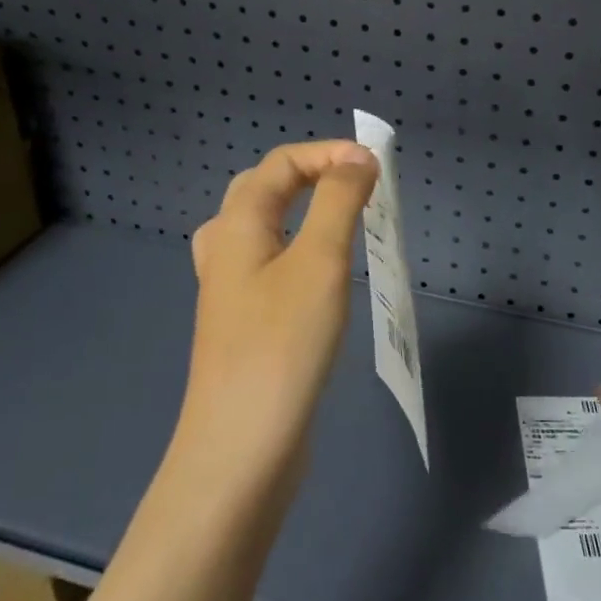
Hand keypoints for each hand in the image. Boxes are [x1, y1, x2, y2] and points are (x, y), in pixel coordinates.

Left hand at [172, 140, 378, 500]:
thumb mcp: (319, 261)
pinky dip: (299, 250)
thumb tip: (358, 157)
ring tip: (340, 220)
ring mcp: (229, 291)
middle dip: (311, 175)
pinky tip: (320, 276)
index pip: (280, 164)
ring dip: (302, 212)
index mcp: (236, 226)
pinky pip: (270, 265)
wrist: (242, 447)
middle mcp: (225, 250)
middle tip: (358, 187)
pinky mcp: (243, 324)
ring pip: (263, 229)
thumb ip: (338, 201)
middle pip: (263, 190)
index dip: (328, 153)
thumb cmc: (283, 344)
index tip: (376, 167)